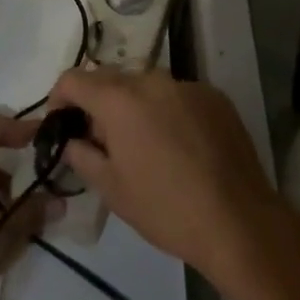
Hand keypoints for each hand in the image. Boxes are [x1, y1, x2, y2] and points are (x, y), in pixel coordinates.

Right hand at [50, 69, 299, 299]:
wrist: (240, 222)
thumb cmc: (167, 209)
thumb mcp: (112, 189)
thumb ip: (82, 156)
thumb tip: (72, 140)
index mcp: (119, 99)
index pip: (74, 79)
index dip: (59, 97)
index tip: (62, 122)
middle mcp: (151, 80)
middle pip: (110, 78)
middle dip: (97, 102)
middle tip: (100, 139)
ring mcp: (186, 85)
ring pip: (146, 85)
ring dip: (134, 105)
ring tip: (143, 143)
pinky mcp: (215, 96)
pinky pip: (177, 95)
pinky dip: (167, 110)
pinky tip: (179, 145)